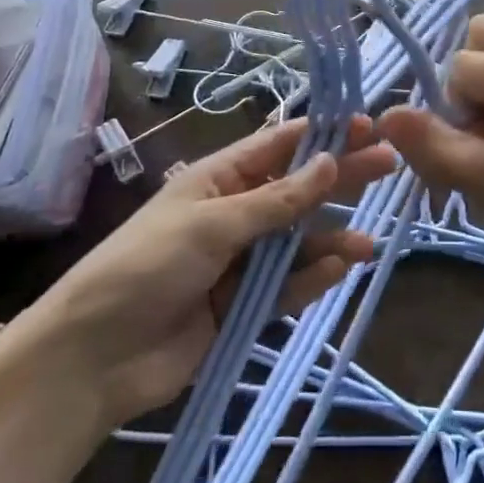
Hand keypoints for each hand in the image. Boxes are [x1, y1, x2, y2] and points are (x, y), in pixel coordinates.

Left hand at [0, 119, 389, 430]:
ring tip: (369, 244)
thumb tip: (330, 161)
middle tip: (389, 165)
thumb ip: (277, 200)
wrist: (95, 358)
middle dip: (340, 179)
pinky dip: (312, 278)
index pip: (279, 146)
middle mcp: (234, 213)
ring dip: (331, 239)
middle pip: (297, 190)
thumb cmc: (146, 266)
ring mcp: (239, 261)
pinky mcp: (243, 305)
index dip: (323, 133)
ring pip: (297, 242)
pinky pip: (286, 285)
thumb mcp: (213, 224)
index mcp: (219, 179)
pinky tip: (340, 270)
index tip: (367, 124)